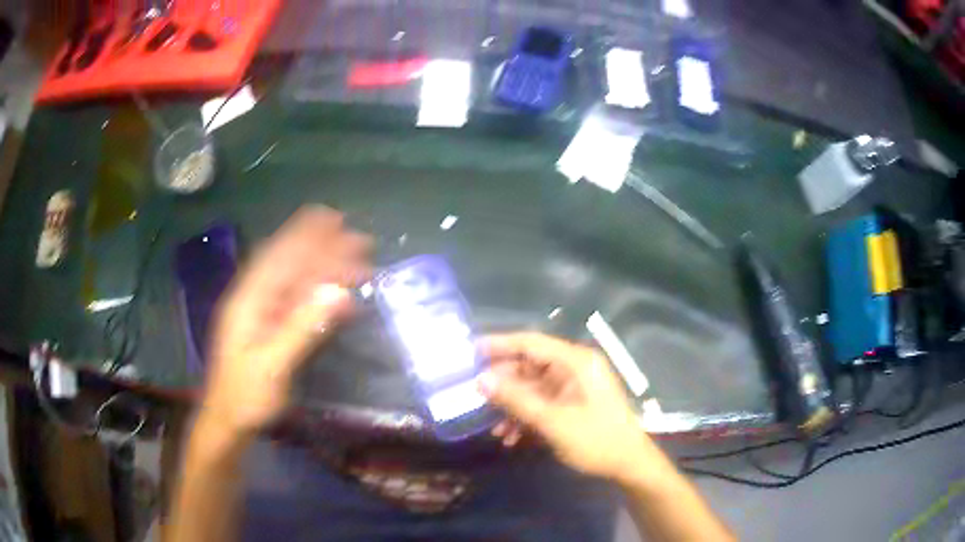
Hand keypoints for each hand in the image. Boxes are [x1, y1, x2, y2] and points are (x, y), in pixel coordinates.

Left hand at [201, 206, 371, 438]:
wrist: (229, 420)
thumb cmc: (245, 395)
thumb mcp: (272, 364)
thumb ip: (302, 328)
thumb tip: (337, 293)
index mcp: (248, 300)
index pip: (280, 258)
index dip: (306, 236)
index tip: (334, 218)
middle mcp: (255, 299)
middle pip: (291, 265)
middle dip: (323, 248)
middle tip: (358, 238)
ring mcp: (263, 314)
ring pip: (297, 282)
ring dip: (326, 268)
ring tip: (356, 258)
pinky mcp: (272, 328)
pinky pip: (299, 303)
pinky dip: (320, 294)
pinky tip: (340, 293)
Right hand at [478, 333, 653, 479]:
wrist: (629, 464)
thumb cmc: (596, 439)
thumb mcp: (553, 421)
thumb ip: (517, 400)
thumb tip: (481, 381)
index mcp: (575, 362)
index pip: (531, 343)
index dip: (500, 345)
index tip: (471, 352)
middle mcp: (574, 368)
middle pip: (529, 366)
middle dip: (503, 384)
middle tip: (475, 396)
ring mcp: (574, 387)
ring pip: (533, 388)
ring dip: (513, 406)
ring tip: (495, 428)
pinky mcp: (573, 403)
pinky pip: (542, 403)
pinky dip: (526, 417)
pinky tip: (511, 437)